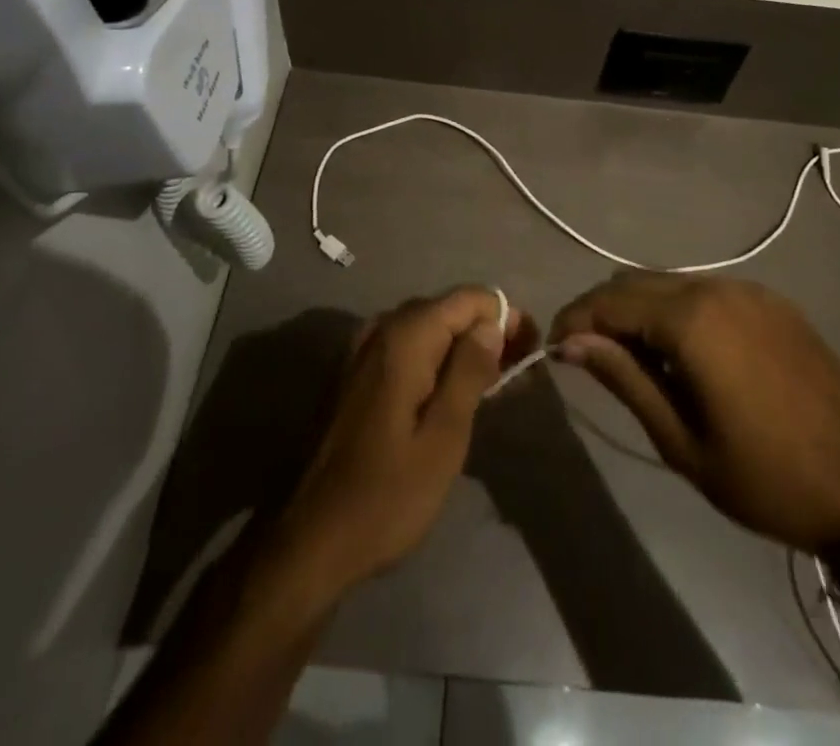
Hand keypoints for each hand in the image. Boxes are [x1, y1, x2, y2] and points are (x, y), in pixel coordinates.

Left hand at [276, 287, 534, 593]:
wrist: (310, 540)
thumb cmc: (386, 496)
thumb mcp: (444, 438)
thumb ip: (470, 371)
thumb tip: (492, 323)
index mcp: (405, 337)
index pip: (470, 298)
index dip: (506, 318)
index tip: (529, 353)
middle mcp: (381, 329)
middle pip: (448, 309)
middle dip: (487, 332)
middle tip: (516, 376)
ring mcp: (363, 350)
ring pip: (428, 328)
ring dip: (462, 348)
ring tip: (493, 388)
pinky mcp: (355, 373)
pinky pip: (406, 348)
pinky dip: (435, 361)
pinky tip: (450, 395)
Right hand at [551, 275, 839, 559]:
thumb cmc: (766, 477)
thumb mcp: (682, 440)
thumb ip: (623, 378)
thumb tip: (570, 342)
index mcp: (691, 319)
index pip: (609, 300)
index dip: (574, 319)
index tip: (554, 348)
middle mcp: (716, 287)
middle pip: (636, 281)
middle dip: (603, 310)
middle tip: (587, 354)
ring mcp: (749, 289)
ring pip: (670, 282)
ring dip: (641, 309)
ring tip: (635, 358)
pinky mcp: (772, 301)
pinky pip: (707, 290)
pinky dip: (679, 309)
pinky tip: (686, 352)